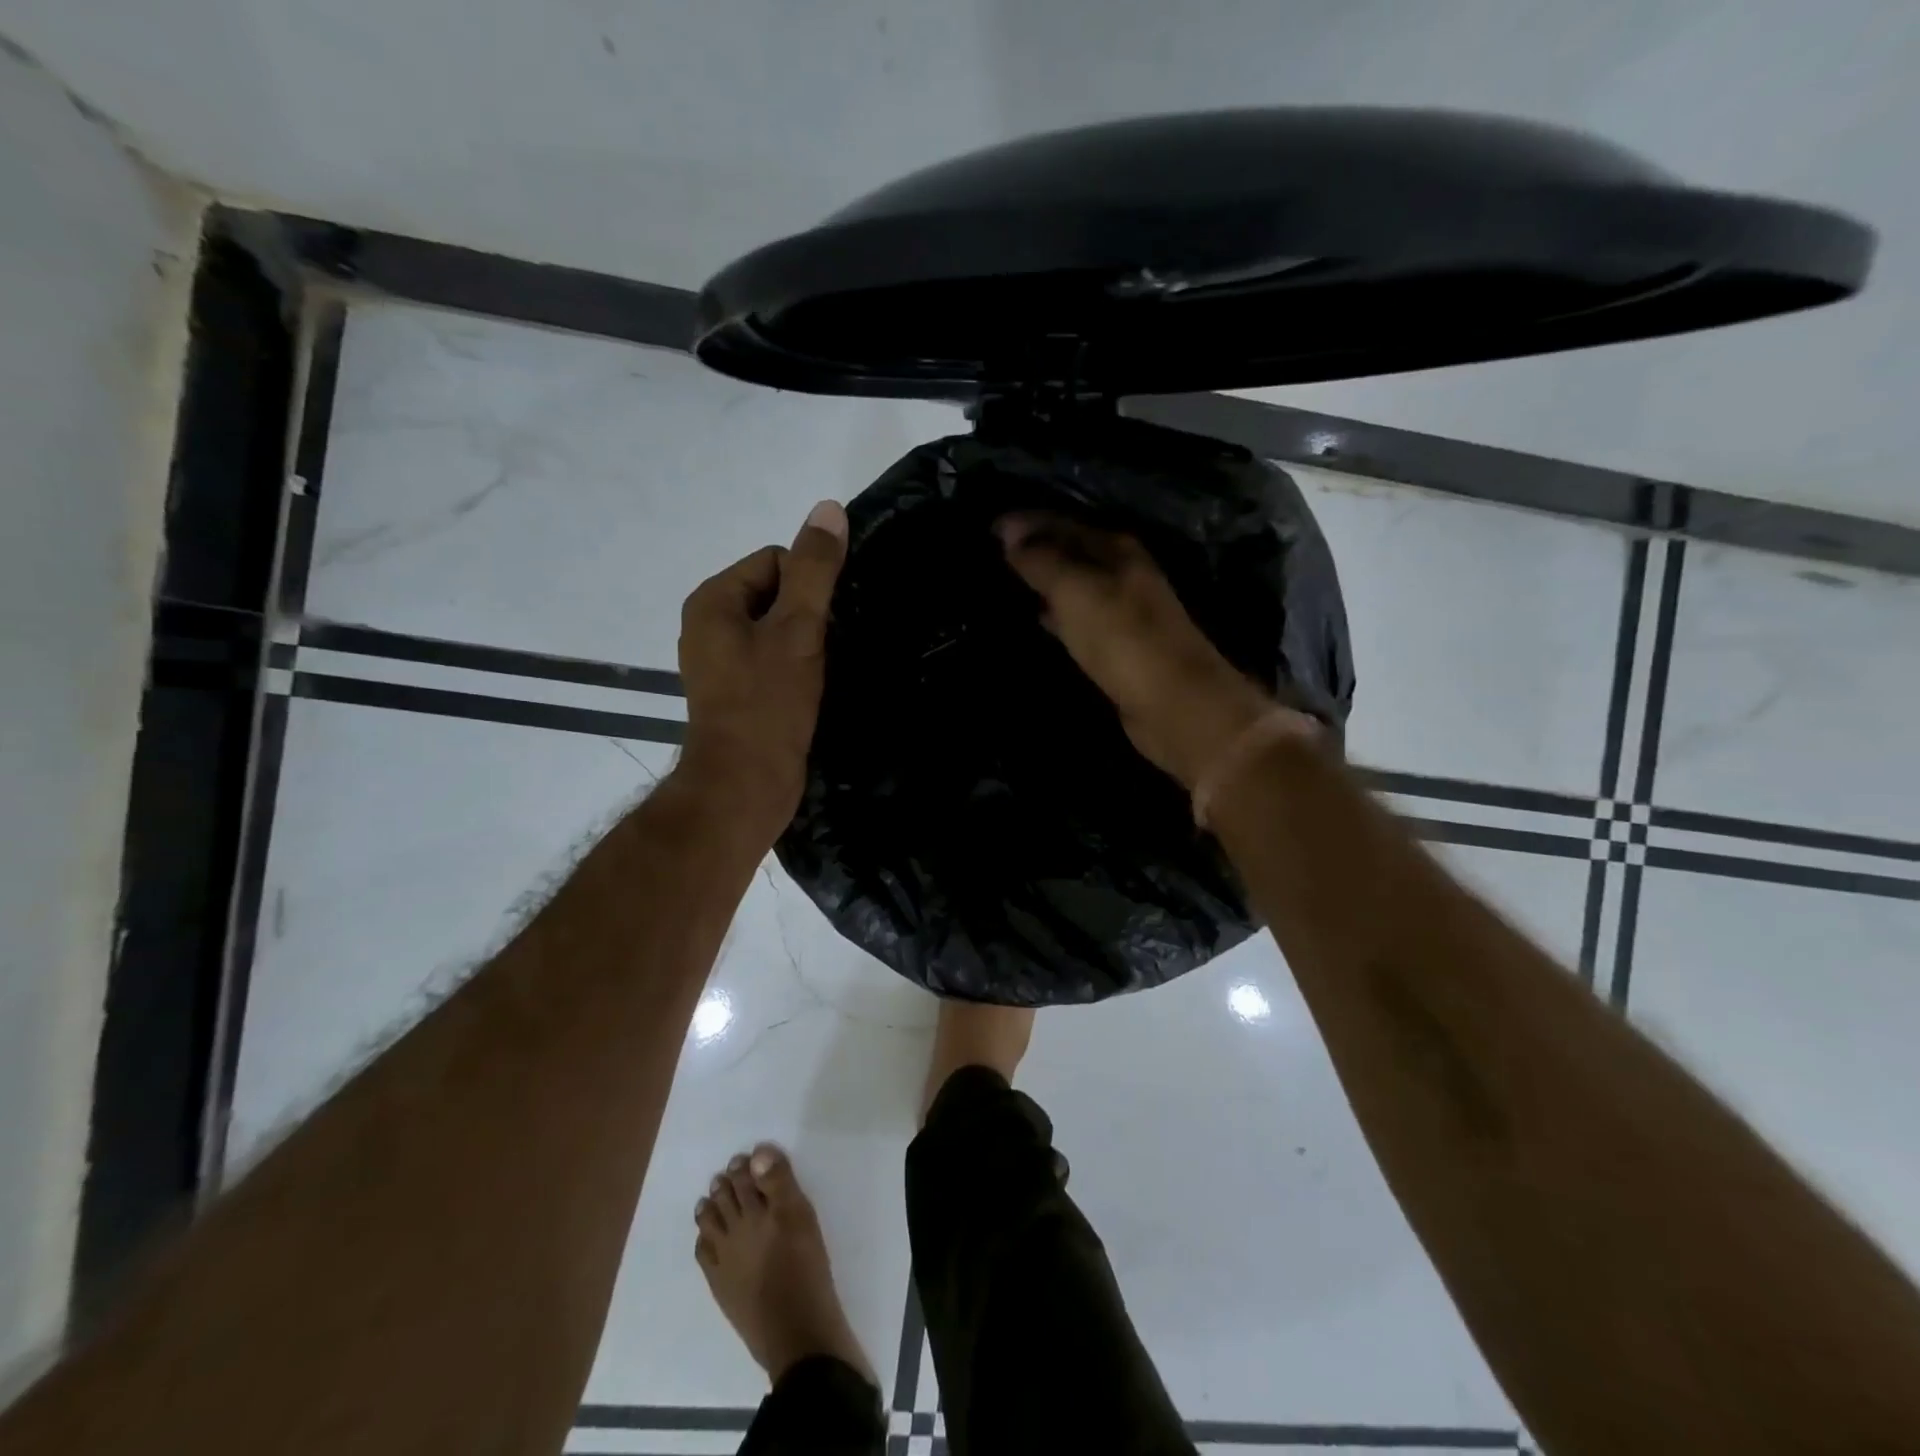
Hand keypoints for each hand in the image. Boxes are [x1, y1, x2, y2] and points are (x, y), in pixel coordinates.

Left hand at [676, 500, 848, 837]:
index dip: (808, 586)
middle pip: (777, 594)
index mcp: (713, 601)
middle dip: (808, 617)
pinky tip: (812, 690)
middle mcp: (709, 625)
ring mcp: (721, 663)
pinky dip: (797, 668)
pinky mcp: (737, 693)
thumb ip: (815, 570)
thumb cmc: (767, 704)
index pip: (774, 561)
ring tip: (822, 672)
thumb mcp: (797, 630)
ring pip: (778, 630)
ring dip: (806, 644)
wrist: (744, 787)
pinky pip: (773, 661)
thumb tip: (829, 508)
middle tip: (825, 651)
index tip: (821, 625)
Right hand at [996, 512, 1274, 789]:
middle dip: (1035, 550)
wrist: (1175, 704)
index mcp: (1116, 550)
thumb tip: (1008, 531)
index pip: (1063, 524)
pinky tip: (1041, 620)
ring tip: (1009, 583)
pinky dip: (1058, 615)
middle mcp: (1123, 573)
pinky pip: (1080, 619)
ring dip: (1046, 583)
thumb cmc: (1123, 639)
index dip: (1026, 524)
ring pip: (1076, 586)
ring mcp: (1124, 611)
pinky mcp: (1120, 646)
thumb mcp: (1076, 591)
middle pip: (1072, 552)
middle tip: (994, 553)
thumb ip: (1042, 560)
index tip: (989, 527)